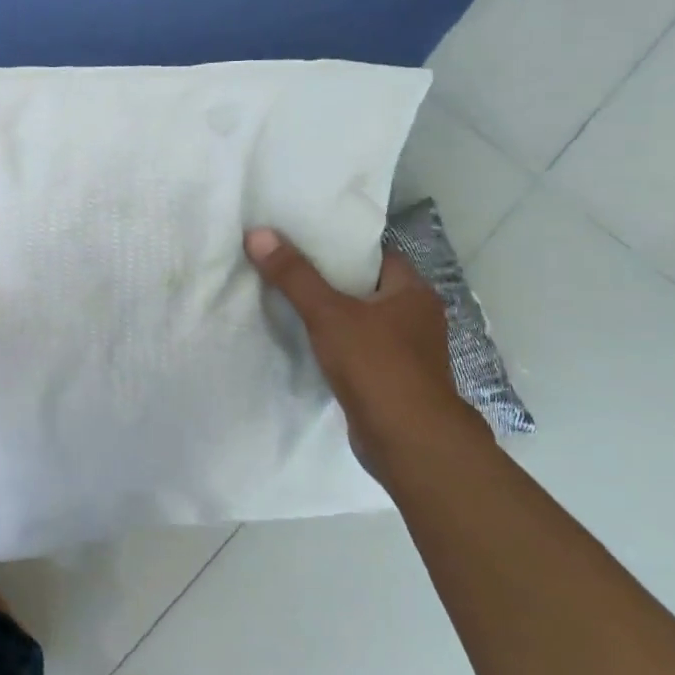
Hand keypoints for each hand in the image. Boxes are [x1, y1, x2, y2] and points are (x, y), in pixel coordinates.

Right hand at [245, 228, 489, 484]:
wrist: (408, 442)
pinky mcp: (392, 382)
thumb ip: (294, 276)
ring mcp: (408, 353)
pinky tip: (307, 345)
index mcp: (413, 293)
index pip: (377, 256)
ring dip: (333, 316)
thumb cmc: (377, 366)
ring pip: (363, 322)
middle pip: (367, 288)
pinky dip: (337, 346)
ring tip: (288, 303)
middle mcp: (417, 318)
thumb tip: (257, 233)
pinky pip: (360, 351)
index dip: (342, 247)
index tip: (305, 242)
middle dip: (331, 281)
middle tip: (287, 269)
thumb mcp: (328, 314)